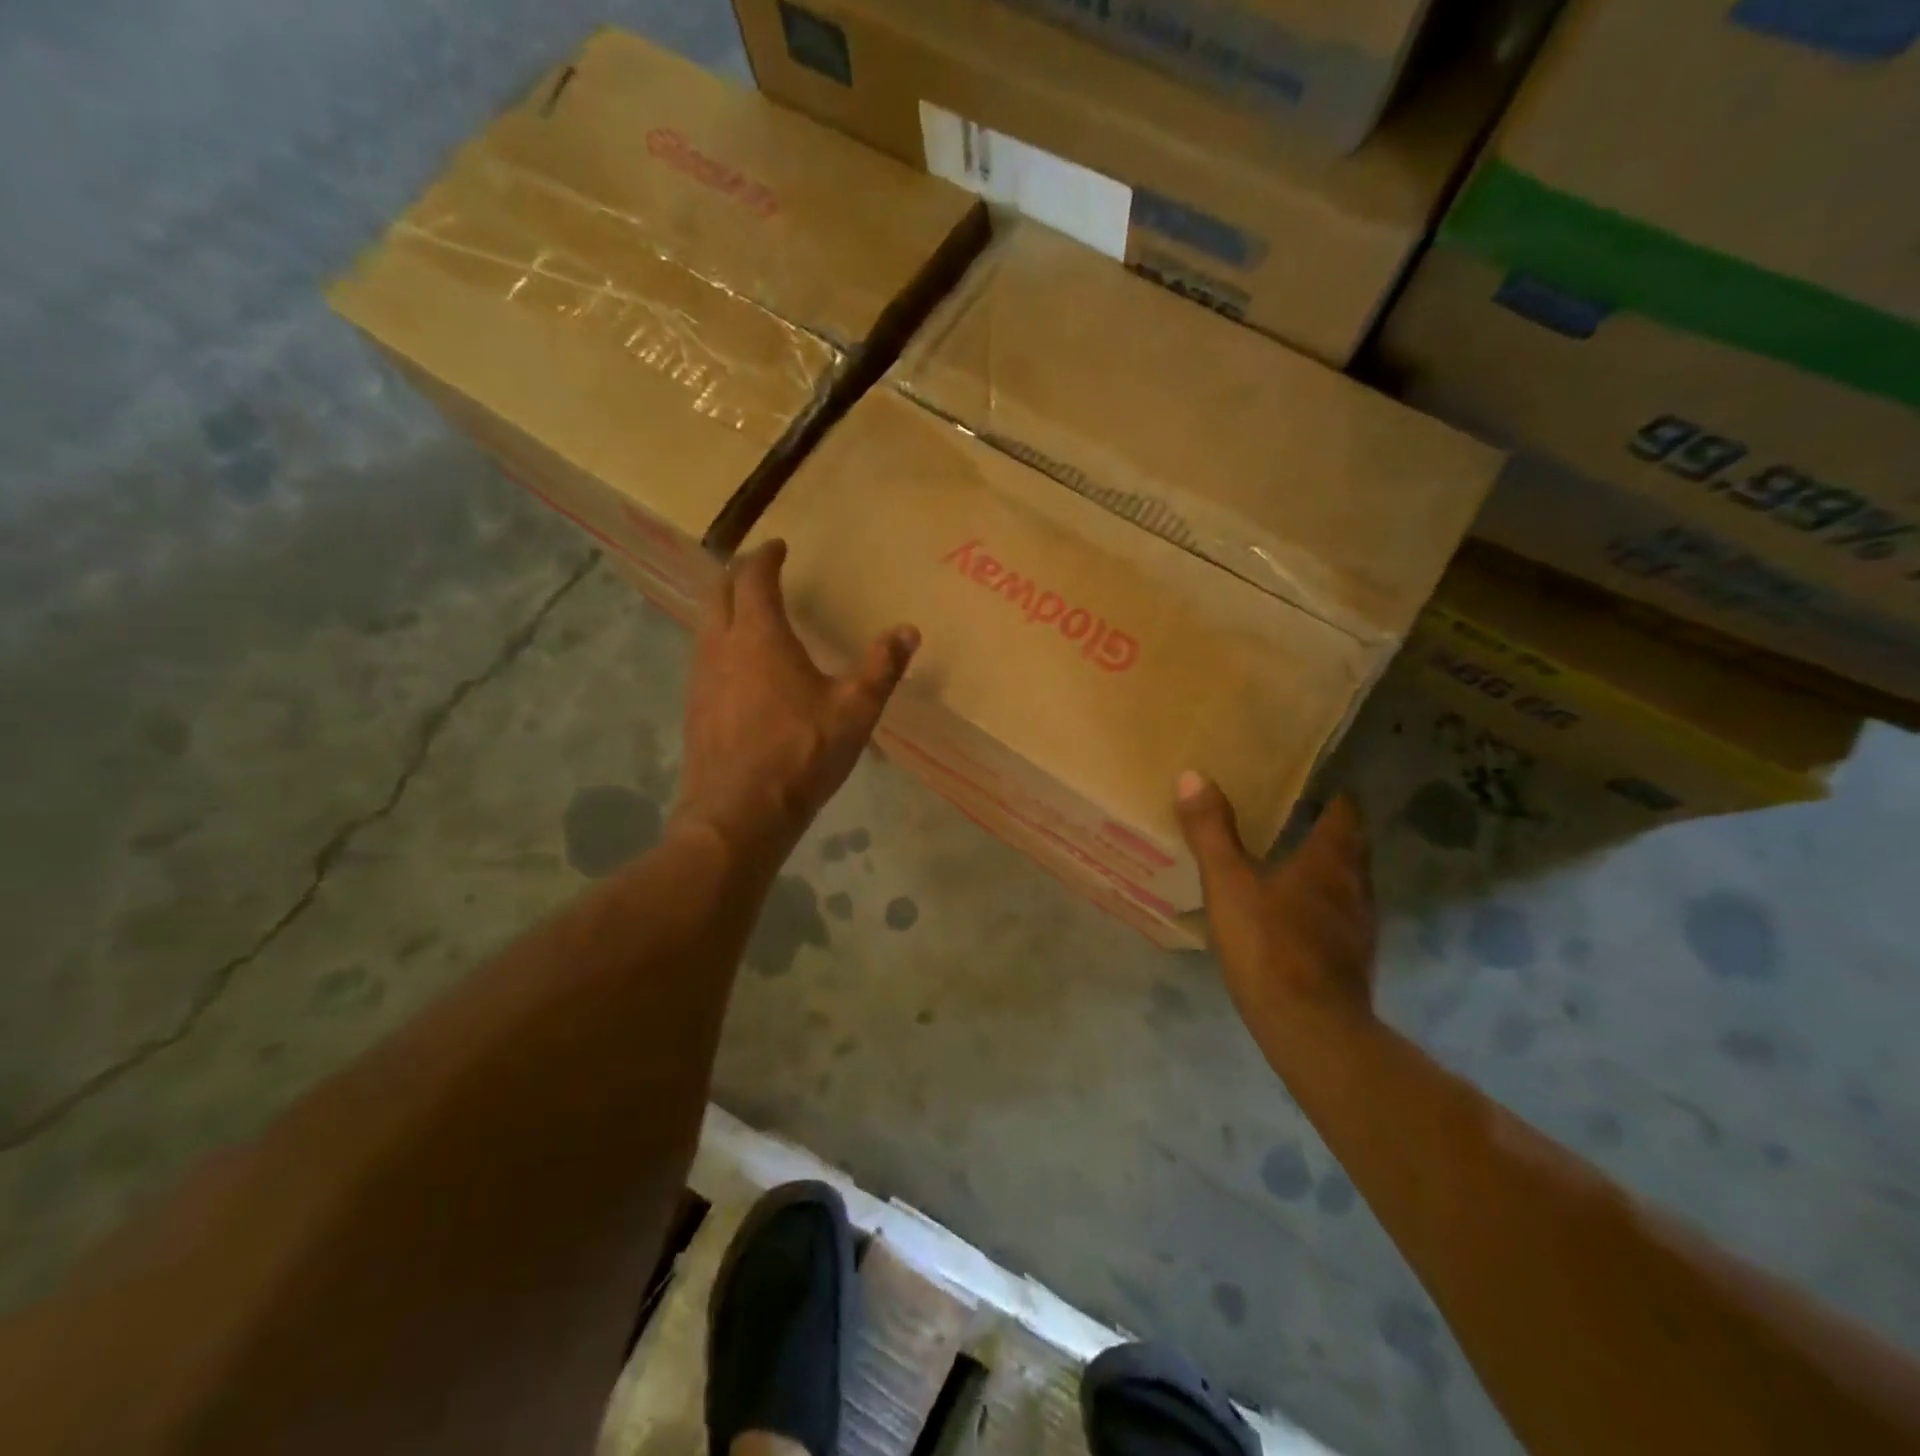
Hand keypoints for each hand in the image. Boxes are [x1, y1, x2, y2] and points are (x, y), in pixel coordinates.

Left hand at [673, 540, 918, 866]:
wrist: (737, 814)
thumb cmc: (800, 755)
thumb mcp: (854, 711)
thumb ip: (881, 667)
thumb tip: (908, 630)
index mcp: (759, 636)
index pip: (754, 578)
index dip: (765, 557)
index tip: (777, 546)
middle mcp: (721, 646)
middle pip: (718, 591)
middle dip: (737, 573)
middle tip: (758, 568)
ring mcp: (701, 677)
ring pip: (705, 623)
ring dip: (723, 606)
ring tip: (747, 610)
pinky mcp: (694, 707)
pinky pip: (703, 655)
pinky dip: (718, 640)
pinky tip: (737, 664)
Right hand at [1175, 775, 1377, 1028]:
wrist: (1310, 1028)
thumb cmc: (1270, 946)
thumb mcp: (1228, 884)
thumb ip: (1211, 832)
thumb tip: (1193, 775)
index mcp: (1329, 860)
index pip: (1344, 813)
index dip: (1334, 796)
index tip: (1316, 784)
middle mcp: (1355, 886)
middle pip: (1352, 847)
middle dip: (1331, 830)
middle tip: (1297, 815)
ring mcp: (1359, 926)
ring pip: (1350, 883)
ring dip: (1330, 869)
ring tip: (1294, 860)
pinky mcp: (1354, 959)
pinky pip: (1342, 916)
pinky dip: (1324, 905)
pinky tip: (1297, 915)